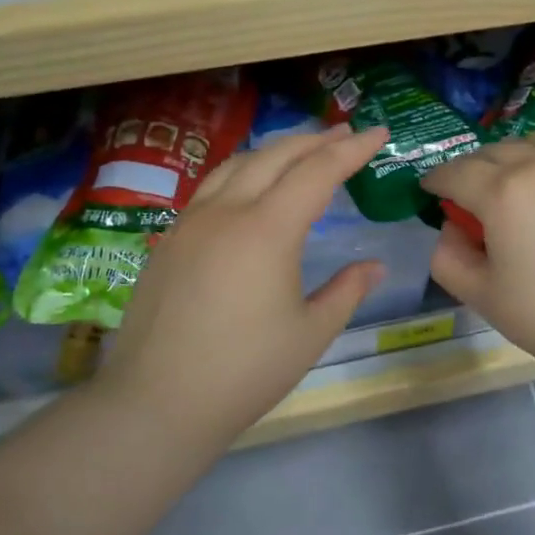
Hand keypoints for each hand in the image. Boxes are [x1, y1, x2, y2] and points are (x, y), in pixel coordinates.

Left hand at [96, 125, 390, 437]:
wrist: (156, 402)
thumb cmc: (244, 372)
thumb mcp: (310, 334)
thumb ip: (346, 292)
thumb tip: (374, 267)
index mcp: (268, 230)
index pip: (318, 172)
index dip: (352, 149)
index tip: (379, 132)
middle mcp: (227, 211)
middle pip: (276, 156)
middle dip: (315, 140)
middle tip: (345, 134)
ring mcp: (191, 222)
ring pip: (238, 164)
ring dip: (276, 151)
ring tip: (301, 153)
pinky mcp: (169, 239)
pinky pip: (212, 186)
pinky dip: (243, 172)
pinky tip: (250, 188)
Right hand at [421, 135, 534, 396]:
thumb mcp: (481, 295)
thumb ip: (448, 256)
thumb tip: (452, 227)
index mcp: (502, 191)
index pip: (455, 172)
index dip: (437, 180)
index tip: (431, 190)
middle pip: (496, 151)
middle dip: (475, 167)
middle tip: (472, 192)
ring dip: (518, 158)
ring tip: (519, 183)